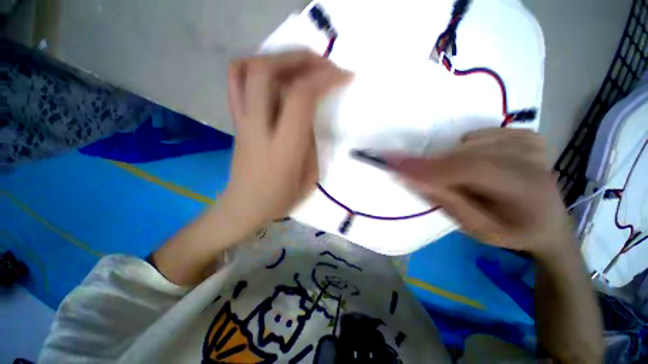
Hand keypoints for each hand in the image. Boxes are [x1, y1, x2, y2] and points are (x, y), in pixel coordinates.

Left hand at [222, 51, 351, 231]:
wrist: (245, 205)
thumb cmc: (281, 198)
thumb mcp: (309, 176)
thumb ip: (310, 142)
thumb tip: (309, 115)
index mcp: (283, 148)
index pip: (300, 98)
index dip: (324, 79)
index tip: (344, 76)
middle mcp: (259, 128)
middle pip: (267, 72)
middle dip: (300, 58)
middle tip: (323, 63)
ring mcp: (243, 122)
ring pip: (248, 70)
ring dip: (277, 57)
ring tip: (301, 63)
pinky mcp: (236, 121)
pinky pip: (235, 81)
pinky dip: (254, 66)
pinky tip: (274, 72)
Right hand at [383, 128, 571, 257]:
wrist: (548, 223)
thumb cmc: (510, 231)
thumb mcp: (475, 228)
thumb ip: (445, 201)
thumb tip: (413, 178)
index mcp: (525, 192)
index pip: (470, 170)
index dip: (430, 168)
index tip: (395, 164)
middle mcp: (531, 160)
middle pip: (464, 155)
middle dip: (435, 168)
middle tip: (428, 183)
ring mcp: (530, 143)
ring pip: (466, 144)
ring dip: (453, 163)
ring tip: (467, 181)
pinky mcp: (526, 134)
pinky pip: (477, 135)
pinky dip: (468, 150)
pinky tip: (483, 166)